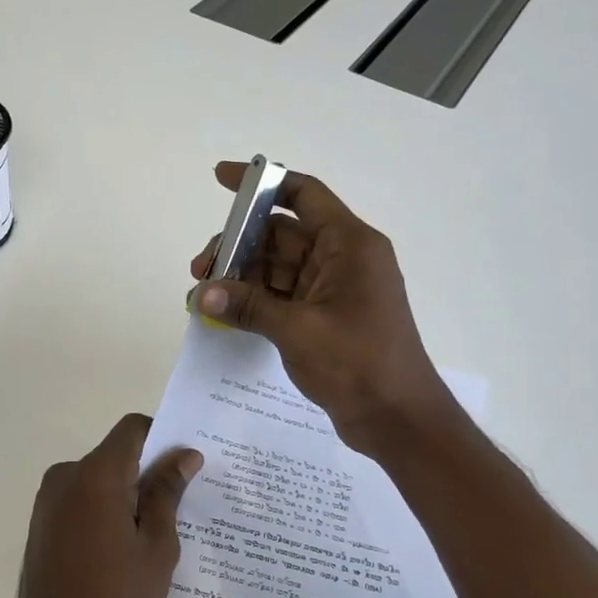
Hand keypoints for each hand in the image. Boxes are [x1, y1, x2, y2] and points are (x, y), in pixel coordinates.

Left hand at [13, 414, 201, 597]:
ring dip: (124, 494)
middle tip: (177, 508)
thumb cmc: (114, 596)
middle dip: (145, 473)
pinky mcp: (42, 520)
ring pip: (98, 478)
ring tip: (149, 536)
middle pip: (115, 454)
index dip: (161, 437)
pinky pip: (81, 498)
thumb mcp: (156, 546)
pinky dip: (103, 510)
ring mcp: (49, 498)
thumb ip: (167, 493)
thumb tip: (184, 455)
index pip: (132, 429)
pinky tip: (119, 548)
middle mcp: (67, 475)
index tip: (183, 466)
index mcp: (96, 475)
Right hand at [190, 161, 458, 458]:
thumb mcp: (297, 330)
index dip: (262, 183)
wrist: (397, 419)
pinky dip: (254, 299)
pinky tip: (225, 311)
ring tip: (204, 295)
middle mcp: (342, 259)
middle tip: (200, 270)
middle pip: (281, 233)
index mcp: (350, 245)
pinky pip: (282, 295)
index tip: (221, 179)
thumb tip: (200, 294)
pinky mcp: (325, 316)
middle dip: (238, 245)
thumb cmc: (359, 364)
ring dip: (242, 276)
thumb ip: (247, 306)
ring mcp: (333, 289)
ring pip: (277, 266)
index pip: (303, 194)